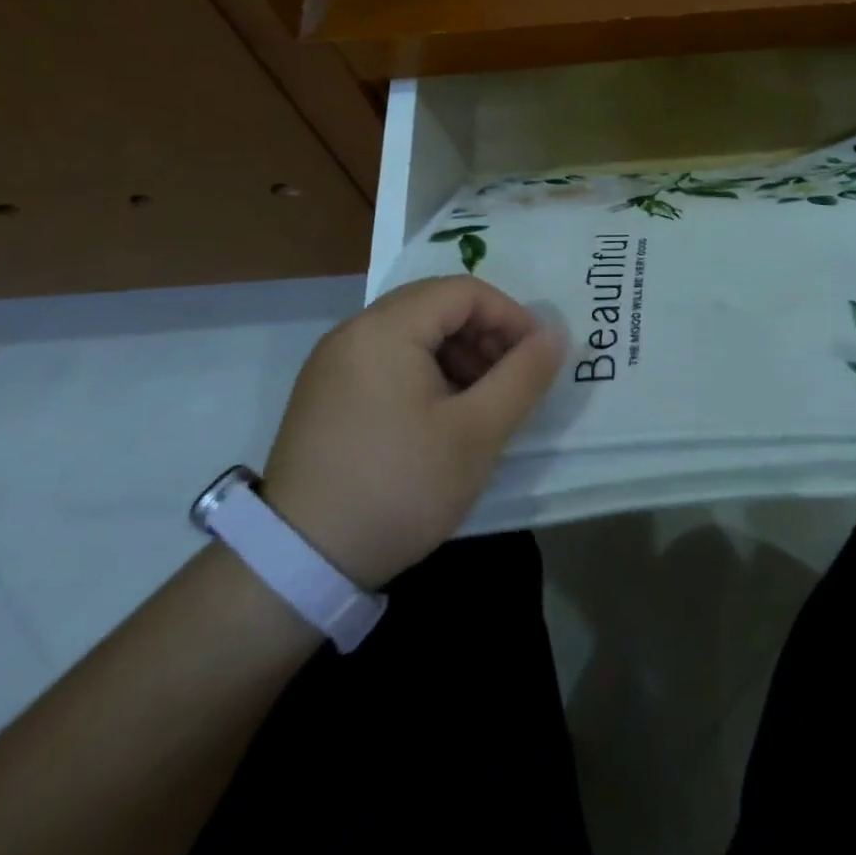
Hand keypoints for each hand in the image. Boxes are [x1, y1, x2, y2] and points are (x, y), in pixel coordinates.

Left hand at [261, 276, 563, 589]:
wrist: (300, 563)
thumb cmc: (399, 486)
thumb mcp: (477, 433)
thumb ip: (523, 376)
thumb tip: (554, 335)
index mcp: (385, 329)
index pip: (463, 291)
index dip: (510, 316)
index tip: (537, 356)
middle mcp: (353, 332)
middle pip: (435, 306)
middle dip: (485, 334)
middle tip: (512, 379)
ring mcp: (333, 363)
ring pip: (412, 333)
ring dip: (458, 354)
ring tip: (482, 402)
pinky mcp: (325, 394)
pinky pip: (387, 360)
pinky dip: (426, 373)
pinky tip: (442, 417)